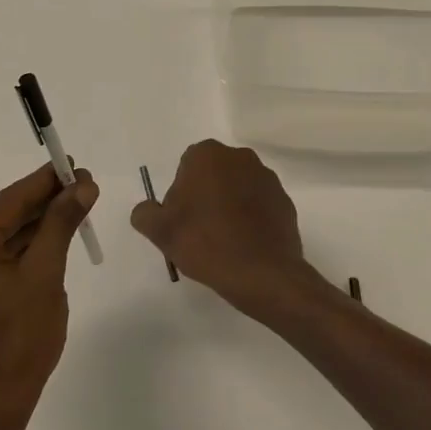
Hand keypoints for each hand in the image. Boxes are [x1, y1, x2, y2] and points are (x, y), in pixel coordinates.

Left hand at [0, 163, 98, 414]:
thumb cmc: (20, 339)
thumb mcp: (46, 274)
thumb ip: (61, 223)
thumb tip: (83, 184)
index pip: (10, 201)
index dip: (46, 181)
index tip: (74, 163)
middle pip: (5, 216)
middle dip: (45, 202)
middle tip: (83, 184)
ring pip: (3, 235)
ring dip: (38, 223)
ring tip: (76, 205)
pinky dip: (26, 246)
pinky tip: (54, 233)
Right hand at [129, 140, 327, 319]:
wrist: (261, 274)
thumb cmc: (205, 243)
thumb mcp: (160, 231)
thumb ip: (145, 213)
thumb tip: (147, 210)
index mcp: (208, 155)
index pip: (186, 167)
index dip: (181, 193)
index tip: (182, 219)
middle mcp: (240, 157)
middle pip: (214, 174)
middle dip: (206, 195)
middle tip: (199, 230)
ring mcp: (267, 178)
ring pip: (238, 188)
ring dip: (229, 205)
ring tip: (223, 241)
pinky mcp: (285, 201)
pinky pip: (259, 206)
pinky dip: (251, 219)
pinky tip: (244, 244)